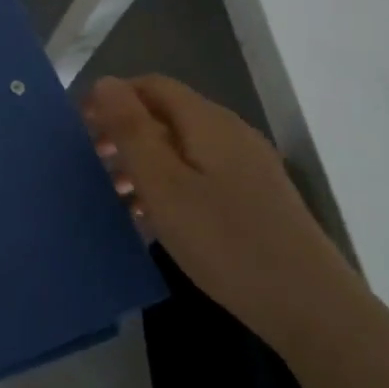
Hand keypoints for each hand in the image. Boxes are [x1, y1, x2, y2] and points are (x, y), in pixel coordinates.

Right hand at [84, 76, 362, 353]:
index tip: (79, 129)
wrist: (309, 304)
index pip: (151, 86)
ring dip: (143, 161)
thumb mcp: (162, 184)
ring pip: (182, 147)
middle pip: (167, 114)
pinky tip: (153, 217)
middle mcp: (231, 133)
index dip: (111, 97)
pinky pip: (200, 173)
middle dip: (124, 131)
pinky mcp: (255, 197)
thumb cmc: (224, 240)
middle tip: (92, 163)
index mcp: (207, 122)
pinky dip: (168, 183)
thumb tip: (105, 82)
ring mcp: (247, 166)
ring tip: (115, 195)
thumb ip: (132, 130)